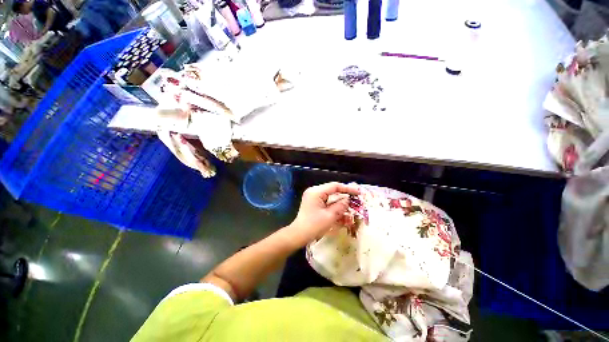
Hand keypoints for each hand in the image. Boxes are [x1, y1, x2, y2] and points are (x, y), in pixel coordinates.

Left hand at [287, 182, 359, 245]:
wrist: (299, 235)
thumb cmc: (314, 226)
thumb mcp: (330, 216)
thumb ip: (340, 206)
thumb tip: (348, 200)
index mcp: (316, 192)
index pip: (334, 186)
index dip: (347, 188)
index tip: (358, 192)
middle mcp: (314, 191)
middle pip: (332, 190)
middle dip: (344, 194)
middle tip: (356, 197)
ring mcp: (313, 197)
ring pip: (330, 196)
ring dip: (340, 201)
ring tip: (351, 205)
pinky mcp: (313, 203)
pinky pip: (326, 201)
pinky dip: (334, 205)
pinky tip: (342, 211)